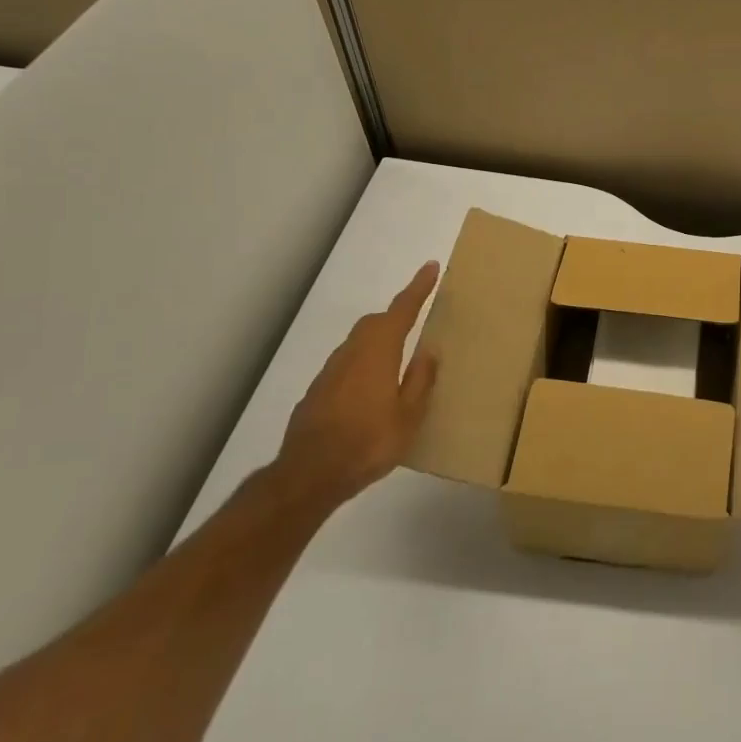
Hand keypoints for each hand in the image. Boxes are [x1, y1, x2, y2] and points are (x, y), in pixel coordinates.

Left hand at [275, 261, 440, 507]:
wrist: (309, 474)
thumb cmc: (369, 442)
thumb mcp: (409, 415)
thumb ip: (420, 380)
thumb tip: (429, 351)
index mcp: (378, 353)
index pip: (401, 310)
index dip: (417, 288)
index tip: (430, 267)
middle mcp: (352, 353)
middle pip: (375, 322)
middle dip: (397, 314)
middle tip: (417, 317)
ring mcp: (330, 372)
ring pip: (358, 343)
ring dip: (379, 340)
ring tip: (398, 357)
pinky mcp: (317, 392)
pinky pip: (347, 365)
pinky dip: (364, 363)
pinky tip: (372, 389)